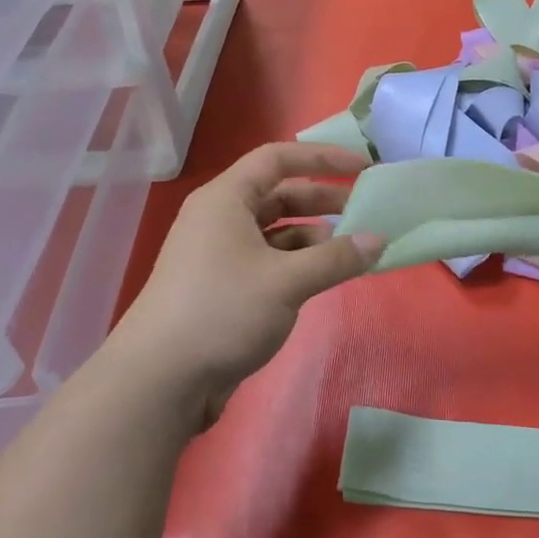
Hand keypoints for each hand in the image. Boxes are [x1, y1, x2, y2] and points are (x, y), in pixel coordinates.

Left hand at [105, 143, 384, 426]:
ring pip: (274, 230)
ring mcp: (219, 253)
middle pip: (277, 194)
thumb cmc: (223, 311)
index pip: (277, 158)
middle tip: (365, 210)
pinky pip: (267, 259)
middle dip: (321, 199)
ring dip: (312, 235)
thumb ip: (336, 258)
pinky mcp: (222, 286)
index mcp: (226, 199)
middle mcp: (220, 218)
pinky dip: (297, 262)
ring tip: (349, 249)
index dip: (321, 157)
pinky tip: (322, 276)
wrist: (160, 380)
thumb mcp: (287, 282)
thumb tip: (378, 240)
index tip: (361, 165)